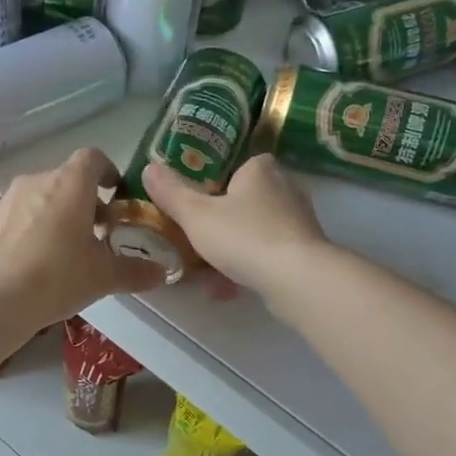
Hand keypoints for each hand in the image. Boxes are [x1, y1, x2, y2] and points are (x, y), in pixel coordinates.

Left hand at [0, 148, 165, 329]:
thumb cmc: (58, 277)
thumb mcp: (103, 277)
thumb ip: (135, 271)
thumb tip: (163, 273)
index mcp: (70, 184)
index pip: (92, 158)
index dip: (107, 171)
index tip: (114, 192)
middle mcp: (37, 181)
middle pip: (65, 180)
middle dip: (83, 201)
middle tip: (94, 233)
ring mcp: (7, 199)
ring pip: (38, 197)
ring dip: (54, 214)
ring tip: (61, 249)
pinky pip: (15, 216)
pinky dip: (27, 229)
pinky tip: (30, 261)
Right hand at [142, 154, 329, 297]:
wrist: (296, 277)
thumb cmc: (243, 236)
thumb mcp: (195, 215)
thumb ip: (172, 193)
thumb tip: (149, 168)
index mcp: (260, 170)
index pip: (242, 164)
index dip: (221, 180)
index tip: (201, 200)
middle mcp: (285, 189)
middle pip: (249, 199)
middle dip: (226, 218)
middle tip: (200, 235)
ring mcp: (299, 222)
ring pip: (259, 230)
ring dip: (235, 248)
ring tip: (208, 270)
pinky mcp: (306, 252)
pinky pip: (269, 255)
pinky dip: (248, 268)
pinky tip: (225, 290)